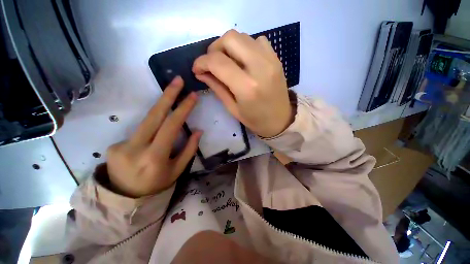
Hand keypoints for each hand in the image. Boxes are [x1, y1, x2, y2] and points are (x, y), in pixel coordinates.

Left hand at [106, 77, 201, 197]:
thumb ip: (189, 150)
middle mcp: (135, 149)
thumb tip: (198, 131)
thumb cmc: (157, 185)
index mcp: (155, 158)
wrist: (125, 199)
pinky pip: (139, 132)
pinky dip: (150, 130)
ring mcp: (120, 146)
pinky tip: (152, 140)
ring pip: (146, 121)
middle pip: (153, 115)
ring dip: (161, 109)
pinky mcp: (113, 145)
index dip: (182, 109)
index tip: (192, 95)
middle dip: (167, 95)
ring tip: (171, 99)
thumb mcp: (177, 170)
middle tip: (178, 80)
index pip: (171, 126)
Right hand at [192, 30, 292, 137]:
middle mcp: (260, 68)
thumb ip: (216, 87)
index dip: (201, 62)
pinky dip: (245, 46)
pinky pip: (257, 40)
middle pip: (230, 39)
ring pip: (243, 36)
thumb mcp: (232, 108)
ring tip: (227, 63)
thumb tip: (201, 72)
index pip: (218, 62)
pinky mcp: (276, 58)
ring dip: (229, 47)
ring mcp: (271, 60)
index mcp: (247, 87)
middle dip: (214, 48)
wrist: (281, 119)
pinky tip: (244, 61)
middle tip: (212, 63)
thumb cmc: (255, 120)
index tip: (196, 69)